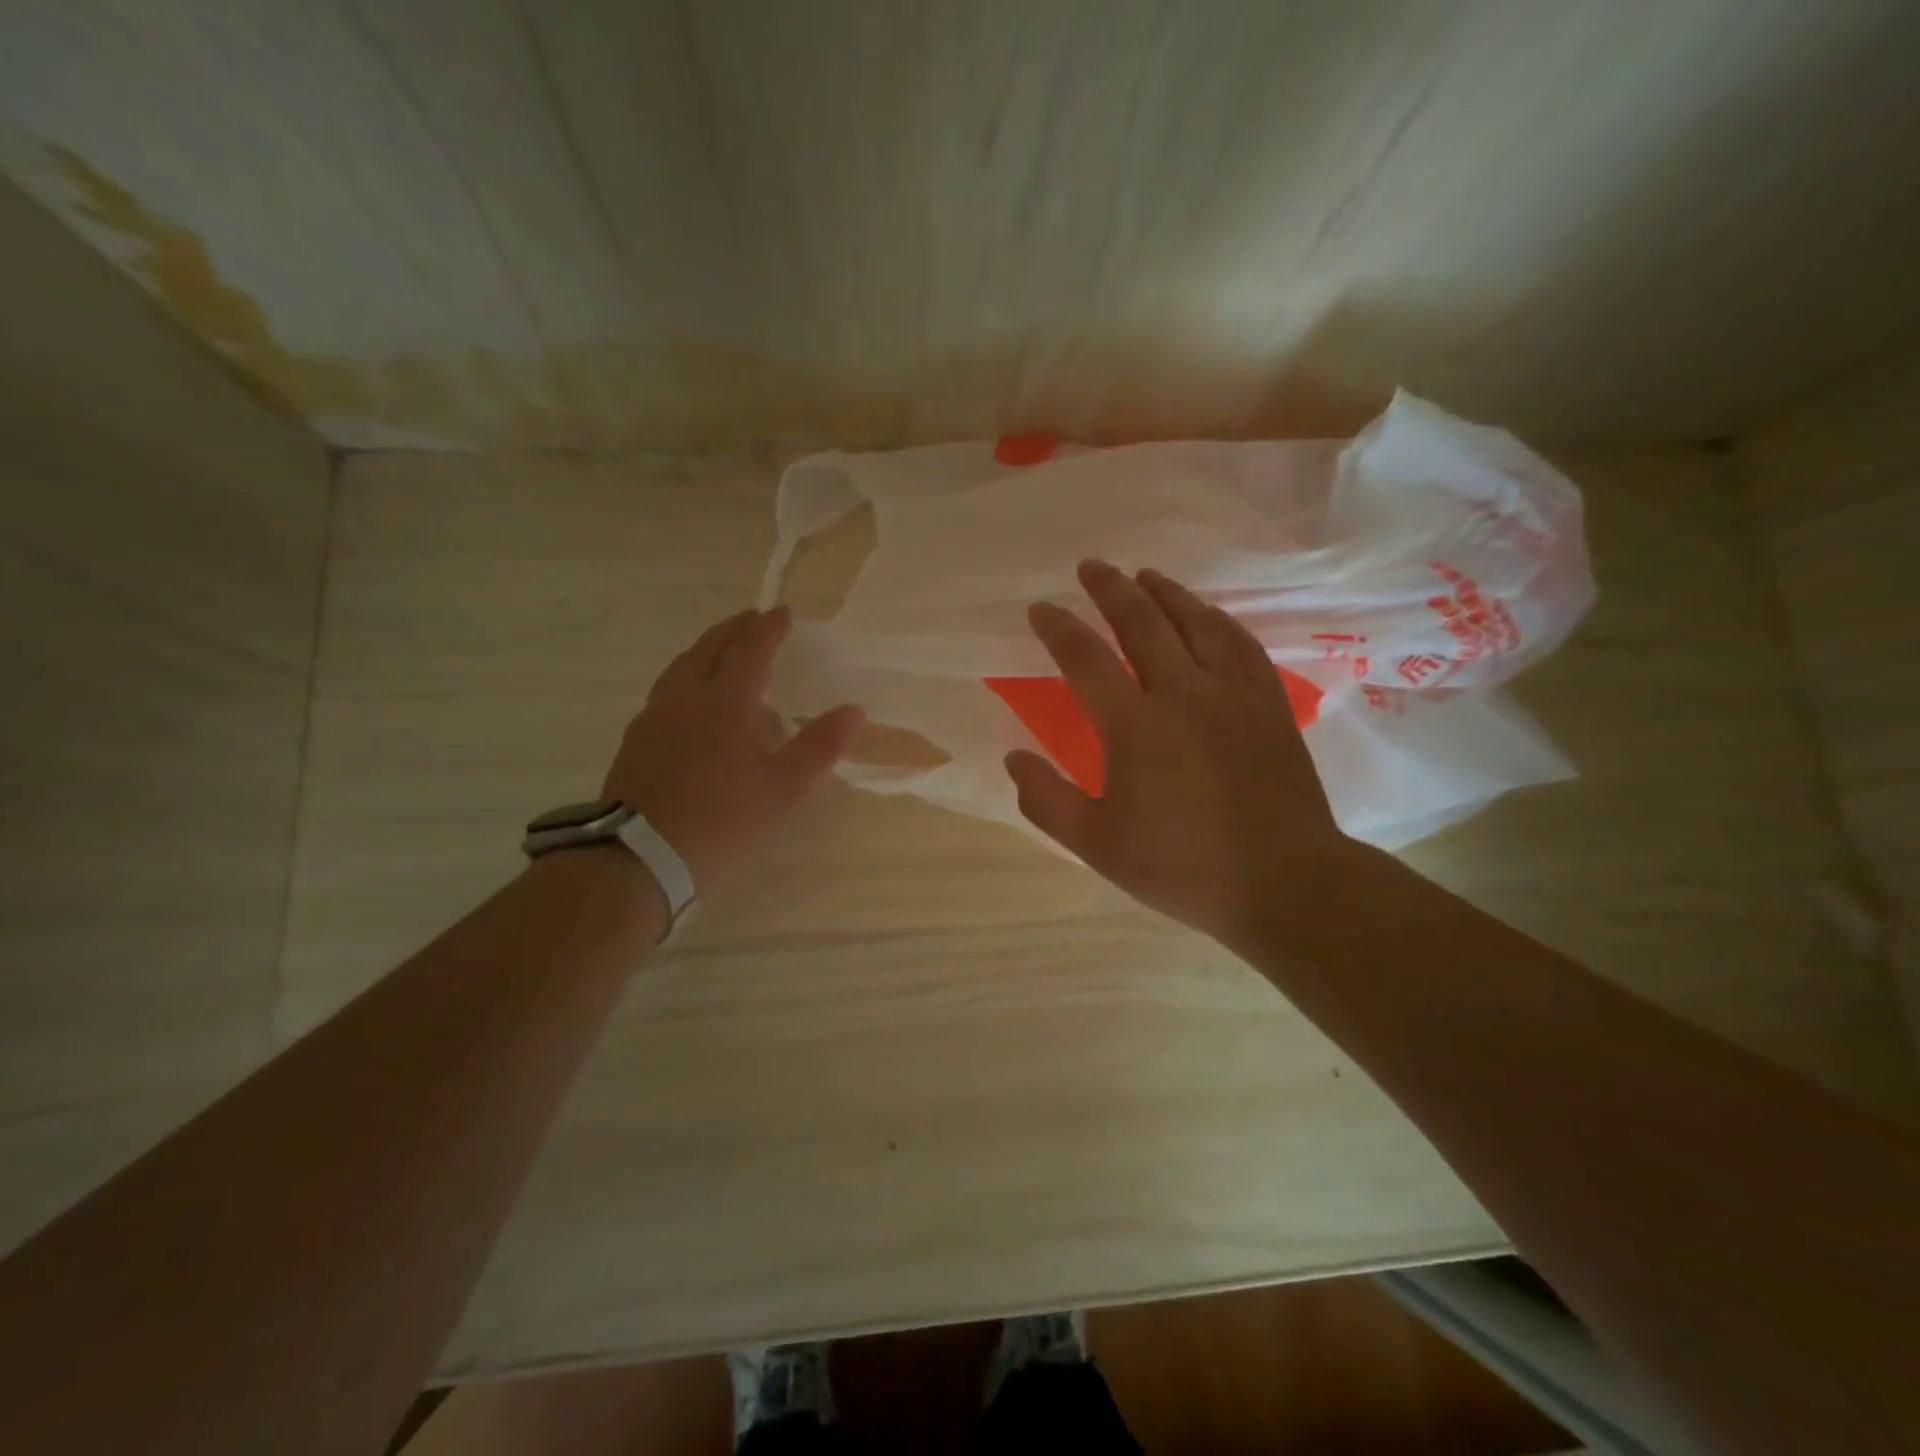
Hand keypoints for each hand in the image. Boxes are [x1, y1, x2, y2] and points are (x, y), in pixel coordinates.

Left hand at [601, 607, 862, 888]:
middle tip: (752, 619)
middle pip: (711, 647)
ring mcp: (656, 714)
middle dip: (735, 629)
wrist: (640, 854)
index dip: (769, 628)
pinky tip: (691, 698)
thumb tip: (855, 709)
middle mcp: (687, 696)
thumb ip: (820, 746)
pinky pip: (666, 688)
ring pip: (683, 665)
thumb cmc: (722, 818)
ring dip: (707, 647)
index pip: (751, 649)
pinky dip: (687, 675)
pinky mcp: (637, 737)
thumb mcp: (784, 788)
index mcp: (726, 702)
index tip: (783, 611)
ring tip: (722, 648)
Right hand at [1006, 559, 1366, 952]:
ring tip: (1144, 575)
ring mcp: (1233, 693)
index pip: (1085, 658)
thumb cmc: (1183, 867)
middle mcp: (1184, 693)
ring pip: (1196, 622)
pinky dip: (1217, 619)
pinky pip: (1240, 643)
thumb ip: (1047, 799)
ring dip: (1165, 593)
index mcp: (1135, 725)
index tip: (1040, 608)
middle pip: (1143, 622)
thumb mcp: (1097, 846)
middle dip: (1111, 589)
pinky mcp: (1269, 703)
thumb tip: (1012, 758)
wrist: (1285, 883)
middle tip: (1091, 567)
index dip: (1058, 628)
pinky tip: (1208, 614)